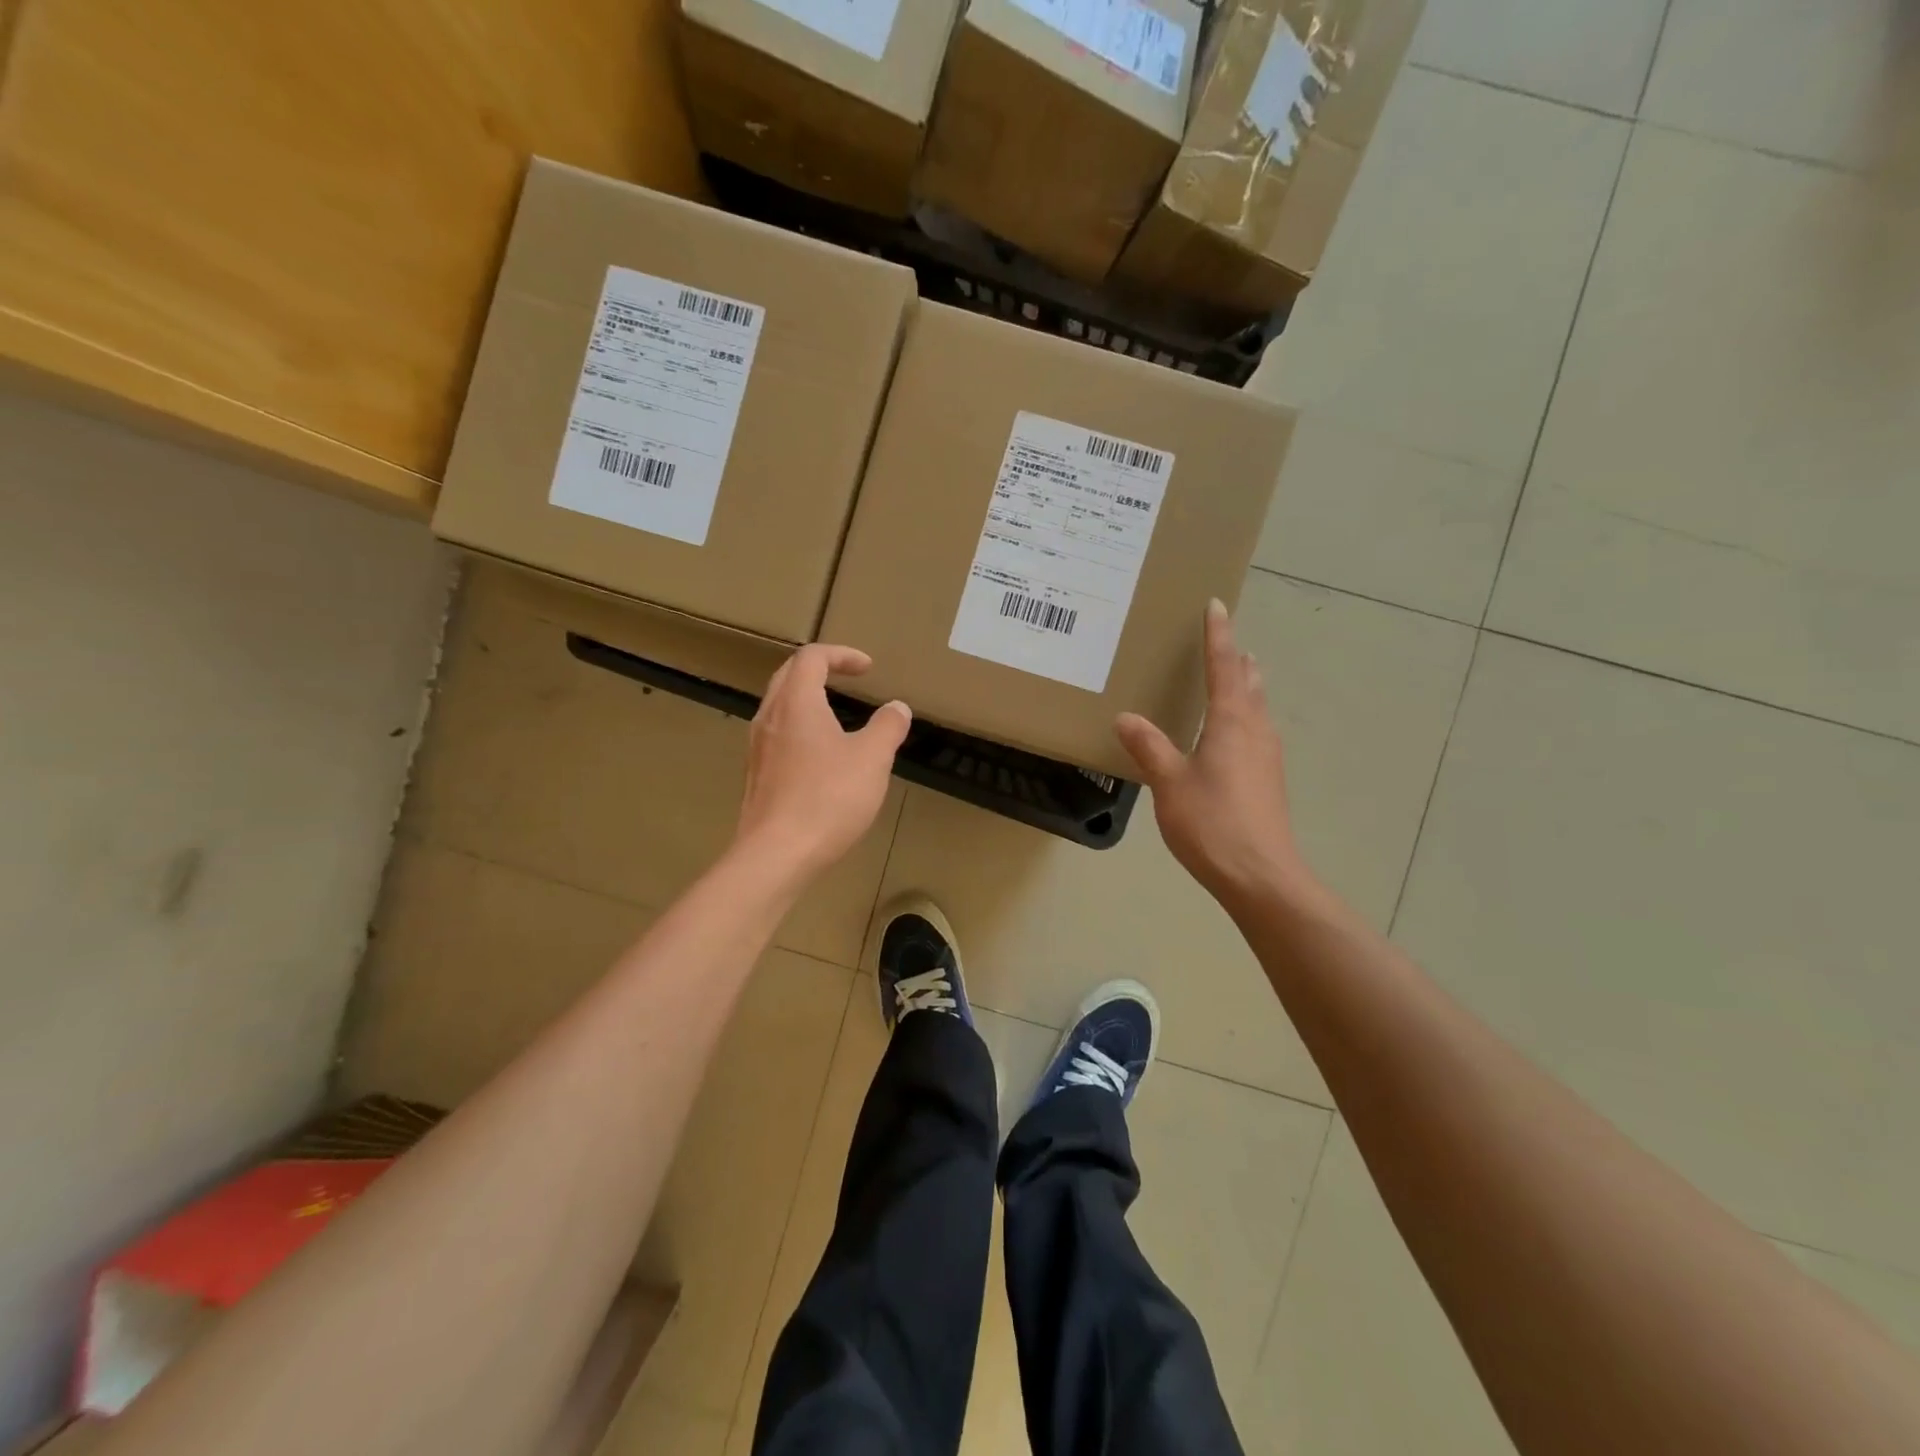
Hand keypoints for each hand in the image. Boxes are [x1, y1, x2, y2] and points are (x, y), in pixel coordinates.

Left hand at [735, 644, 909, 884]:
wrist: (776, 855)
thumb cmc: (828, 799)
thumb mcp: (872, 759)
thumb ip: (887, 727)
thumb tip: (897, 708)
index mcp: (797, 703)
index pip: (812, 657)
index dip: (841, 655)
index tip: (868, 668)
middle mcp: (770, 717)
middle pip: (788, 676)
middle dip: (819, 669)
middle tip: (846, 678)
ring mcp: (758, 748)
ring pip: (778, 707)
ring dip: (806, 699)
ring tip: (835, 715)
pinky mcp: (756, 777)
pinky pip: (776, 736)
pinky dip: (799, 729)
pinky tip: (819, 757)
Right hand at [1115, 600, 1313, 911]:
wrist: (1260, 876)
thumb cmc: (1212, 822)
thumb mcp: (1170, 782)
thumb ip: (1149, 747)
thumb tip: (1126, 717)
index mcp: (1232, 722)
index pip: (1224, 667)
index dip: (1218, 635)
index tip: (1216, 605)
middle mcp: (1256, 731)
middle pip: (1250, 683)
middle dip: (1237, 659)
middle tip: (1223, 640)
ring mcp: (1267, 756)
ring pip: (1258, 707)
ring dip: (1245, 686)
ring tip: (1234, 675)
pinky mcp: (1268, 780)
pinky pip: (1256, 731)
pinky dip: (1245, 715)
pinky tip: (1231, 733)